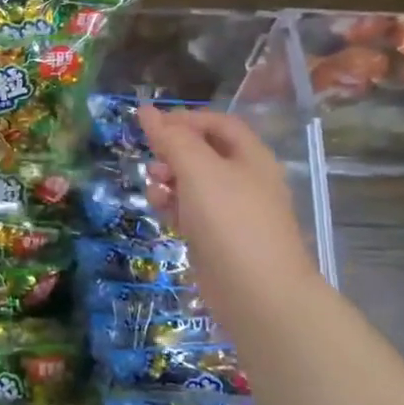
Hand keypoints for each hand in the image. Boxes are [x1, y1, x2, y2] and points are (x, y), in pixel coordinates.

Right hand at [137, 105, 321, 309]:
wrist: (257, 294)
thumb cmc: (230, 221)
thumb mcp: (198, 170)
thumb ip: (172, 139)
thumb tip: (146, 110)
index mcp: (251, 157)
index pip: (218, 123)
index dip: (185, 119)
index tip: (151, 126)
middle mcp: (246, 180)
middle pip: (205, 152)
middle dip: (173, 152)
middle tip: (151, 160)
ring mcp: (233, 212)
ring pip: (195, 183)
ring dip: (169, 180)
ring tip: (153, 189)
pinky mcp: (219, 239)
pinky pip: (192, 212)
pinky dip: (174, 207)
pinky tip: (160, 212)